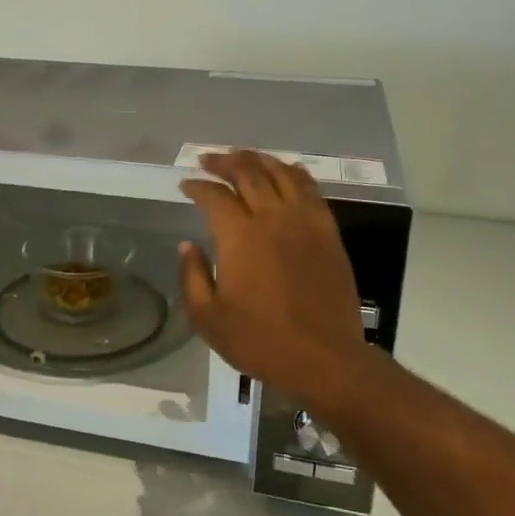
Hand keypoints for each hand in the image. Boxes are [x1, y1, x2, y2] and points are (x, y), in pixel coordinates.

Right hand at [178, 150, 368, 407]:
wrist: (324, 358)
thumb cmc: (260, 341)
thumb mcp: (208, 318)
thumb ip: (192, 276)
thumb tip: (187, 245)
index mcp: (240, 237)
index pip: (215, 196)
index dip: (197, 186)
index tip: (186, 185)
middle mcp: (273, 218)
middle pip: (248, 173)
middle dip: (224, 161)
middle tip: (208, 159)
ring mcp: (305, 221)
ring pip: (281, 173)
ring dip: (259, 159)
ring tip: (243, 157)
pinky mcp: (328, 232)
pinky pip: (310, 189)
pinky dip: (293, 173)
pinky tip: (284, 173)